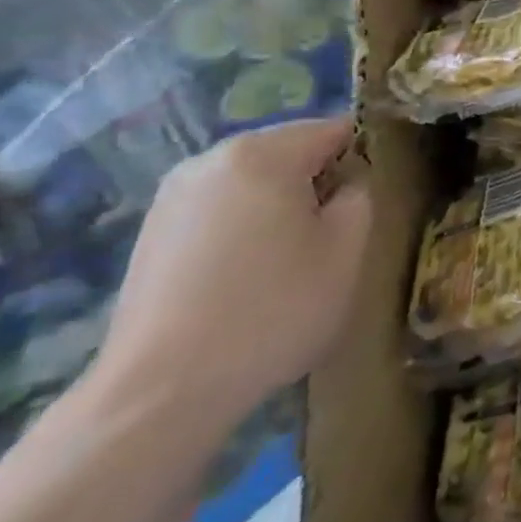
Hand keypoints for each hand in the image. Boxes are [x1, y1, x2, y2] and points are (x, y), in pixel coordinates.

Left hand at [95, 118, 370, 432]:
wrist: (161, 392)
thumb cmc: (273, 308)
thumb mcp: (347, 249)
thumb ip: (360, 196)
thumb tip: (347, 183)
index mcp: (262, 153)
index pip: (332, 129)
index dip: (361, 158)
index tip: (368, 200)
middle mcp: (211, 160)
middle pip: (287, 151)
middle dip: (316, 181)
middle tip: (332, 234)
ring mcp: (172, 196)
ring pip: (251, 182)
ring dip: (278, 205)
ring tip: (289, 258)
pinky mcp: (151, 234)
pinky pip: (219, 210)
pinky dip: (242, 228)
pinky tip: (245, 276)